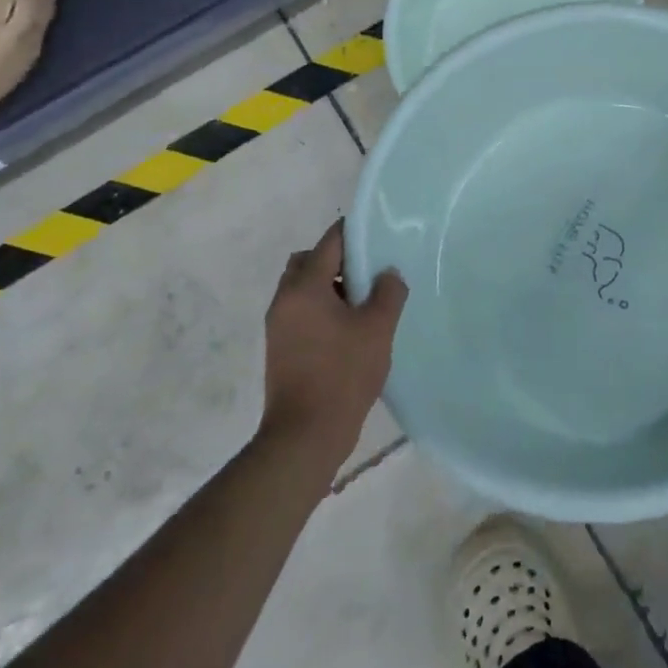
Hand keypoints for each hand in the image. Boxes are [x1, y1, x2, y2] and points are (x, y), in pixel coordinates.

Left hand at [262, 220, 407, 460]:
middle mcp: (284, 300)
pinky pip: (301, 311)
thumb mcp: (377, 328)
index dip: (355, 232)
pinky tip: (350, 328)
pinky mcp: (281, 348)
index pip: (329, 242)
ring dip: (330, 286)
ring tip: (364, 303)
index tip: (379, 234)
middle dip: (337, 260)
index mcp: (304, 288)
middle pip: (308, 261)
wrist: (306, 435)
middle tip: (368, 272)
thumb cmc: (343, 373)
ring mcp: (279, 326)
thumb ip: (388, 292)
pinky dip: (322, 308)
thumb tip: (387, 274)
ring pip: (303, 288)